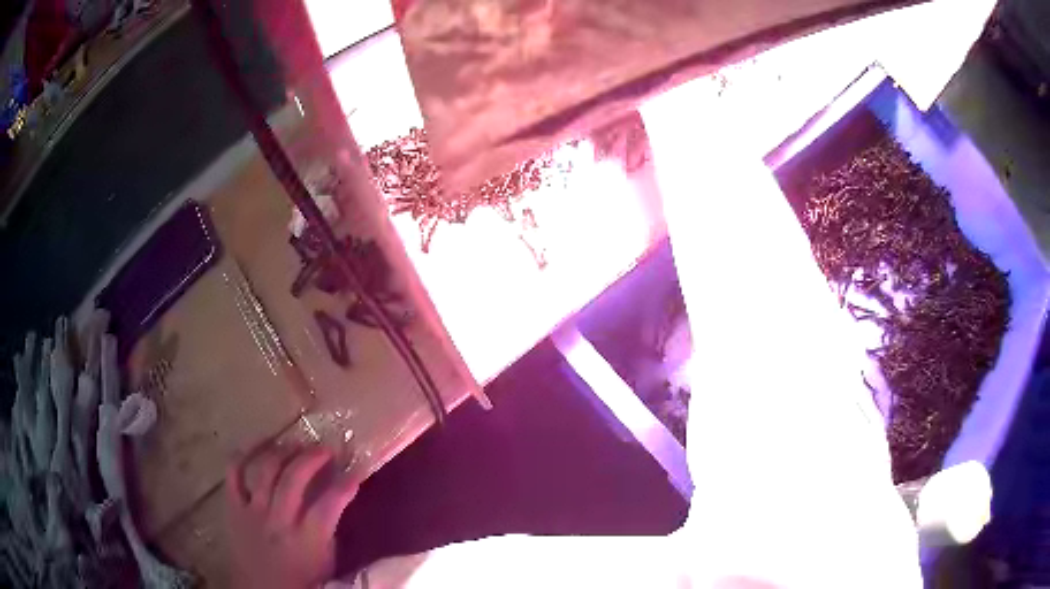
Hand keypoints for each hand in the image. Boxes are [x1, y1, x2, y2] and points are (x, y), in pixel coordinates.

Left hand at [226, 445, 359, 588]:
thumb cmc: (300, 582)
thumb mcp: (326, 565)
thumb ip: (330, 534)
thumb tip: (336, 505)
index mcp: (306, 540)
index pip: (329, 505)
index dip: (345, 485)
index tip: (356, 472)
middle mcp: (278, 521)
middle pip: (293, 478)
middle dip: (312, 457)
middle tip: (325, 449)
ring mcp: (253, 511)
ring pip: (265, 470)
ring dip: (282, 451)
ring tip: (295, 444)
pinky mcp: (234, 508)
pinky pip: (233, 474)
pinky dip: (243, 455)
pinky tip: (258, 445)